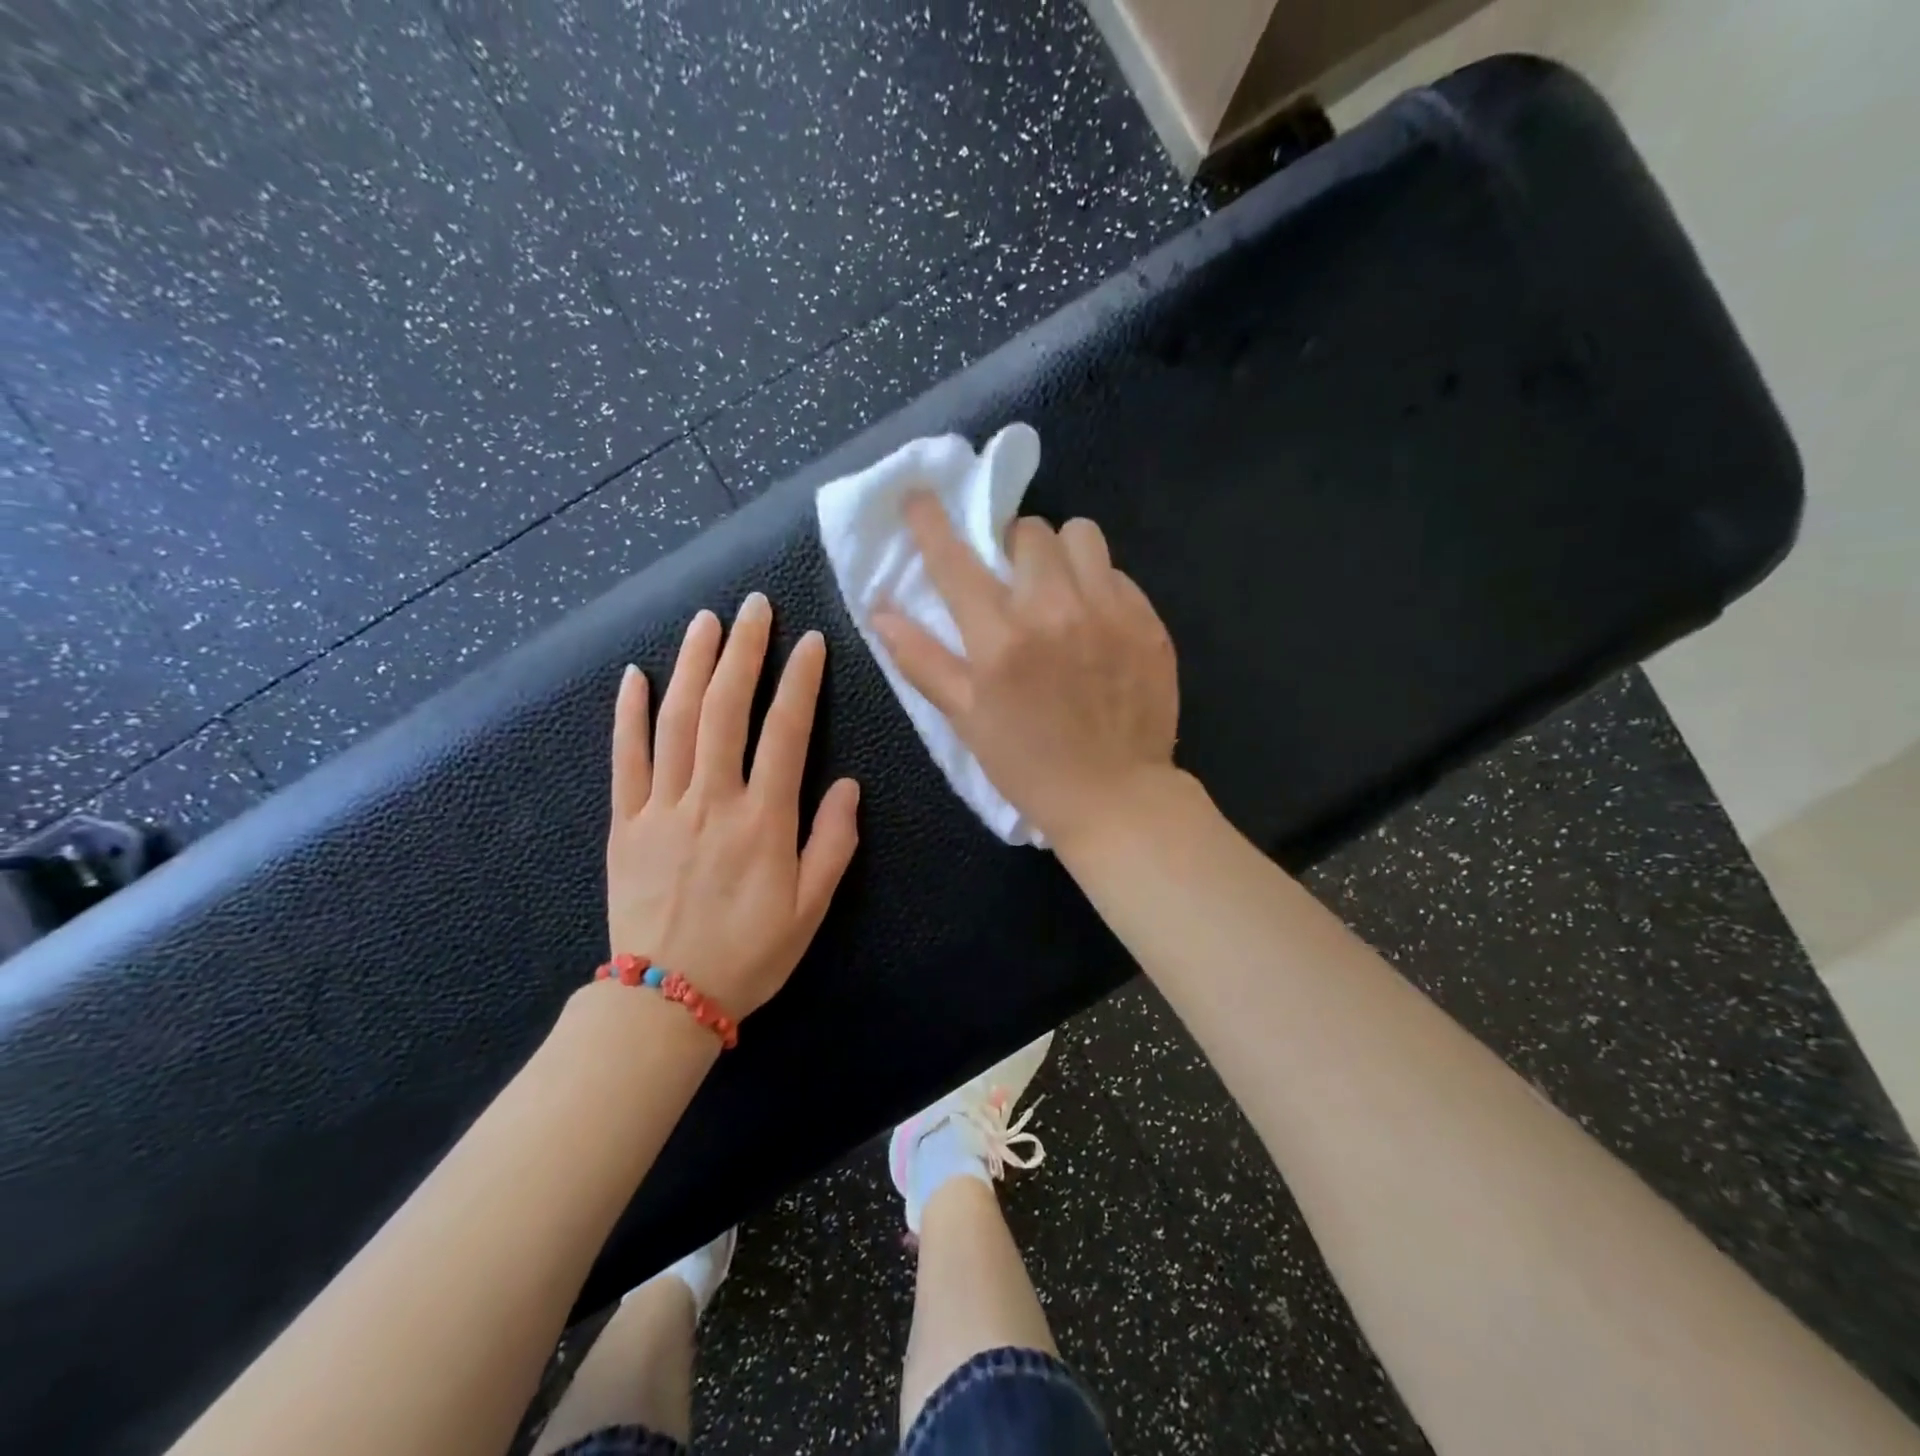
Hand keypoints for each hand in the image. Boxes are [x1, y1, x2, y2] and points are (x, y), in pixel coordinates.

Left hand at [606, 593, 860, 1018]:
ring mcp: (662, 808)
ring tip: (705, 621)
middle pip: (726, 709)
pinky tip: (635, 675)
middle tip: (754, 606)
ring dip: (691, 665)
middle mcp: (712, 801)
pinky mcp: (624, 823)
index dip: (800, 681)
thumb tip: (847, 784)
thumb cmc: (751, 954)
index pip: (786, 732)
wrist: (666, 999)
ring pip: (676, 721)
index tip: (811, 641)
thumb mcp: (811, 908)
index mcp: (764, 821)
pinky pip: (624, 759)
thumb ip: (833, 843)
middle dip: (743, 651)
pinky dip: (628, 714)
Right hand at [871, 494, 1178, 850]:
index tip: (919, 496)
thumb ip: (922, 660)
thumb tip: (879, 611)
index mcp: (1001, 639)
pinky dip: (1099, 584)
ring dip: (1061, 553)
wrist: (1116, 797)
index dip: (931, 521)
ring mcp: (1109, 611)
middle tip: (1012, 580)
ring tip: (1060, 588)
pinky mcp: (1148, 621)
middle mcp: (1055, 610)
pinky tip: (1096, 622)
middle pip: (1028, 530)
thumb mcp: (966, 720)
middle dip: (1012, 546)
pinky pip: (1117, 573)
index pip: (955, 560)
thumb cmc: (1029, 766)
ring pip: (1081, 535)